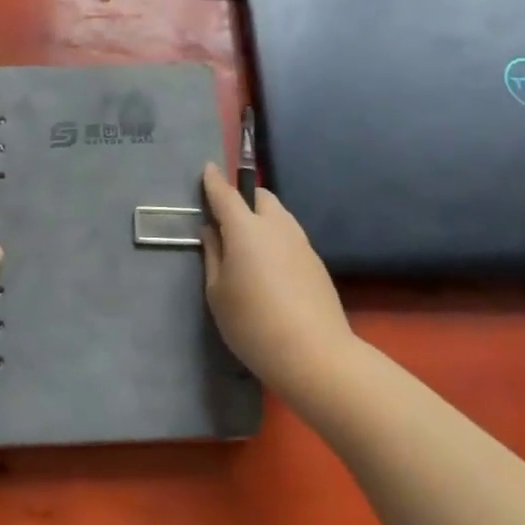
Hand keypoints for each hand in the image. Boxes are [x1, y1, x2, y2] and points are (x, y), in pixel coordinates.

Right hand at [201, 163, 354, 398]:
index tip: (207, 169)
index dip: (214, 180)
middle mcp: (276, 226)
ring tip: (250, 247)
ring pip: (280, 216)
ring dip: (263, 219)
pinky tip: (272, 269)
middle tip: (228, 220)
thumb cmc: (253, 324)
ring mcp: (301, 243)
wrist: (315, 355)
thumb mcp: (217, 293)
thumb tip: (212, 231)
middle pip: (261, 197)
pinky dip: (277, 240)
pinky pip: (291, 237)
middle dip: (244, 198)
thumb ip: (213, 256)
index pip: (226, 193)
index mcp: (245, 229)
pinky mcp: (317, 263)